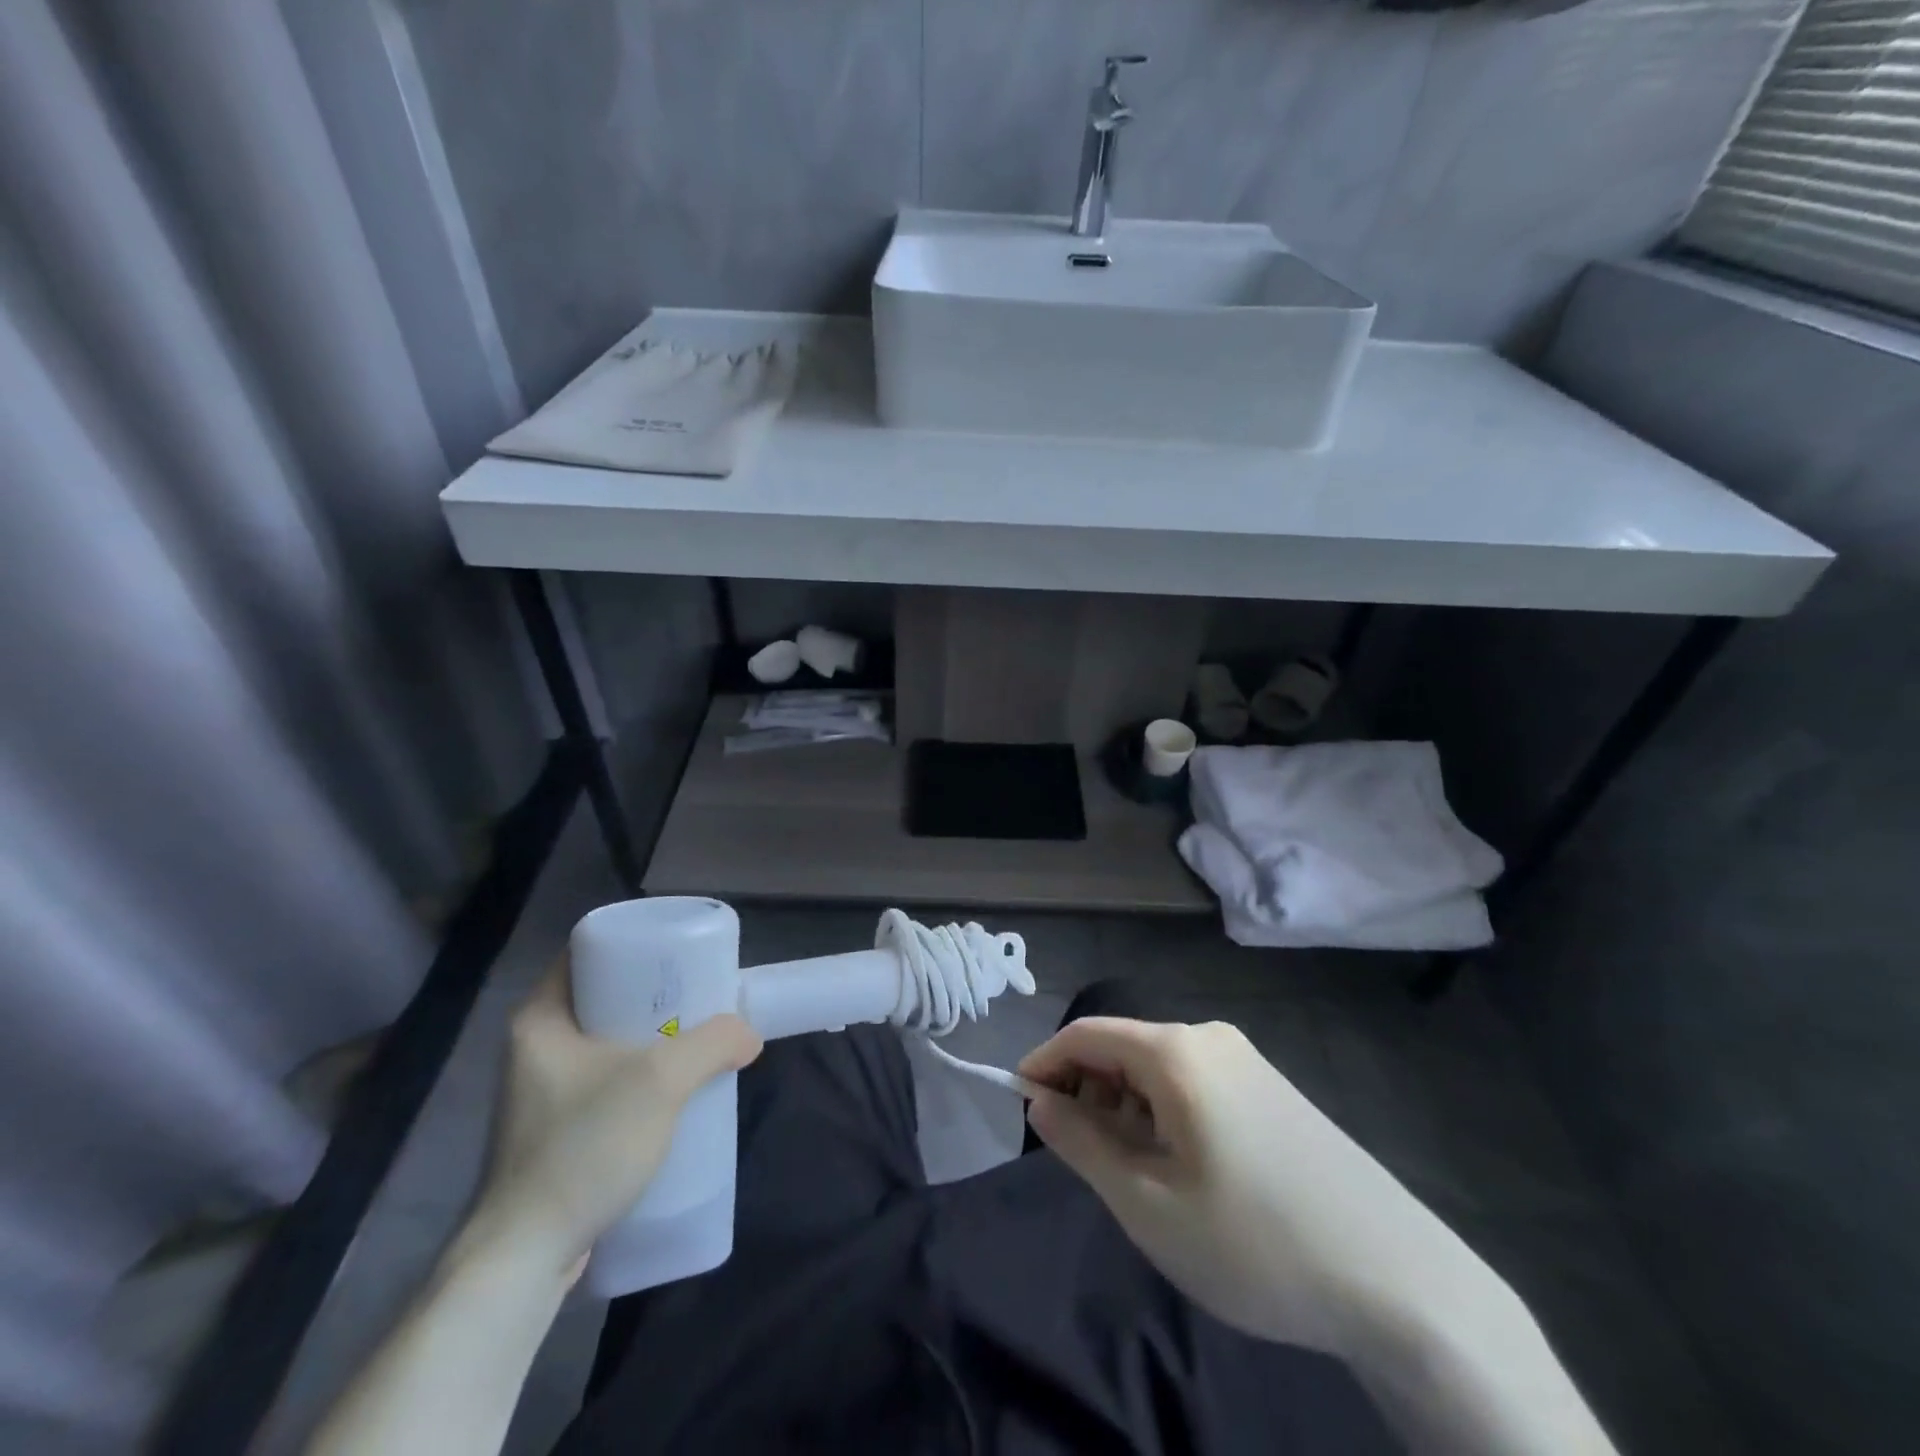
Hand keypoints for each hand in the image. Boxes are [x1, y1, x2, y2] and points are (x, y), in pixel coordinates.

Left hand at [466, 959, 762, 1279]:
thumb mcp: (660, 1082)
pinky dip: (639, 1073)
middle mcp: (534, 1046)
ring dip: (651, 1037)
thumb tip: (748, 1035)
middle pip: (604, 995)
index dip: (637, 944)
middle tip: (700, 994)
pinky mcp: (553, 1130)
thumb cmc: (582, 1149)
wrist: (523, 1260)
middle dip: (654, 994)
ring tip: (697, 1038)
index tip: (680, 953)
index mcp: (540, 1018)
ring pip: (607, 1040)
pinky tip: (673, 1089)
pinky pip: (605, 1079)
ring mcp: (541, 1091)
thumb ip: (712, 1044)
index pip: (589, 952)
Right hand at [1019, 1017, 1518, 1358]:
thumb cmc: (1255, 1243)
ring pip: (1159, 1068)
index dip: (1044, 1064)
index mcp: (1176, 1051)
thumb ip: (1082, 1143)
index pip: (1086, 1034)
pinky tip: (1180, 1168)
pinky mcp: (1273, 1088)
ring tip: (1130, 1174)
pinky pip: (1195, 1083)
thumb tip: (1039, 1101)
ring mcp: (1247, 1060)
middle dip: (1087, 1091)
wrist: (1399, 1282)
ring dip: (1126, 1107)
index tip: (1019, 1106)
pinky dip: (1164, 1112)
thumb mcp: (1148, 1204)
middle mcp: (1209, 1037)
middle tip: (1077, 1157)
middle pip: (1123, 1048)